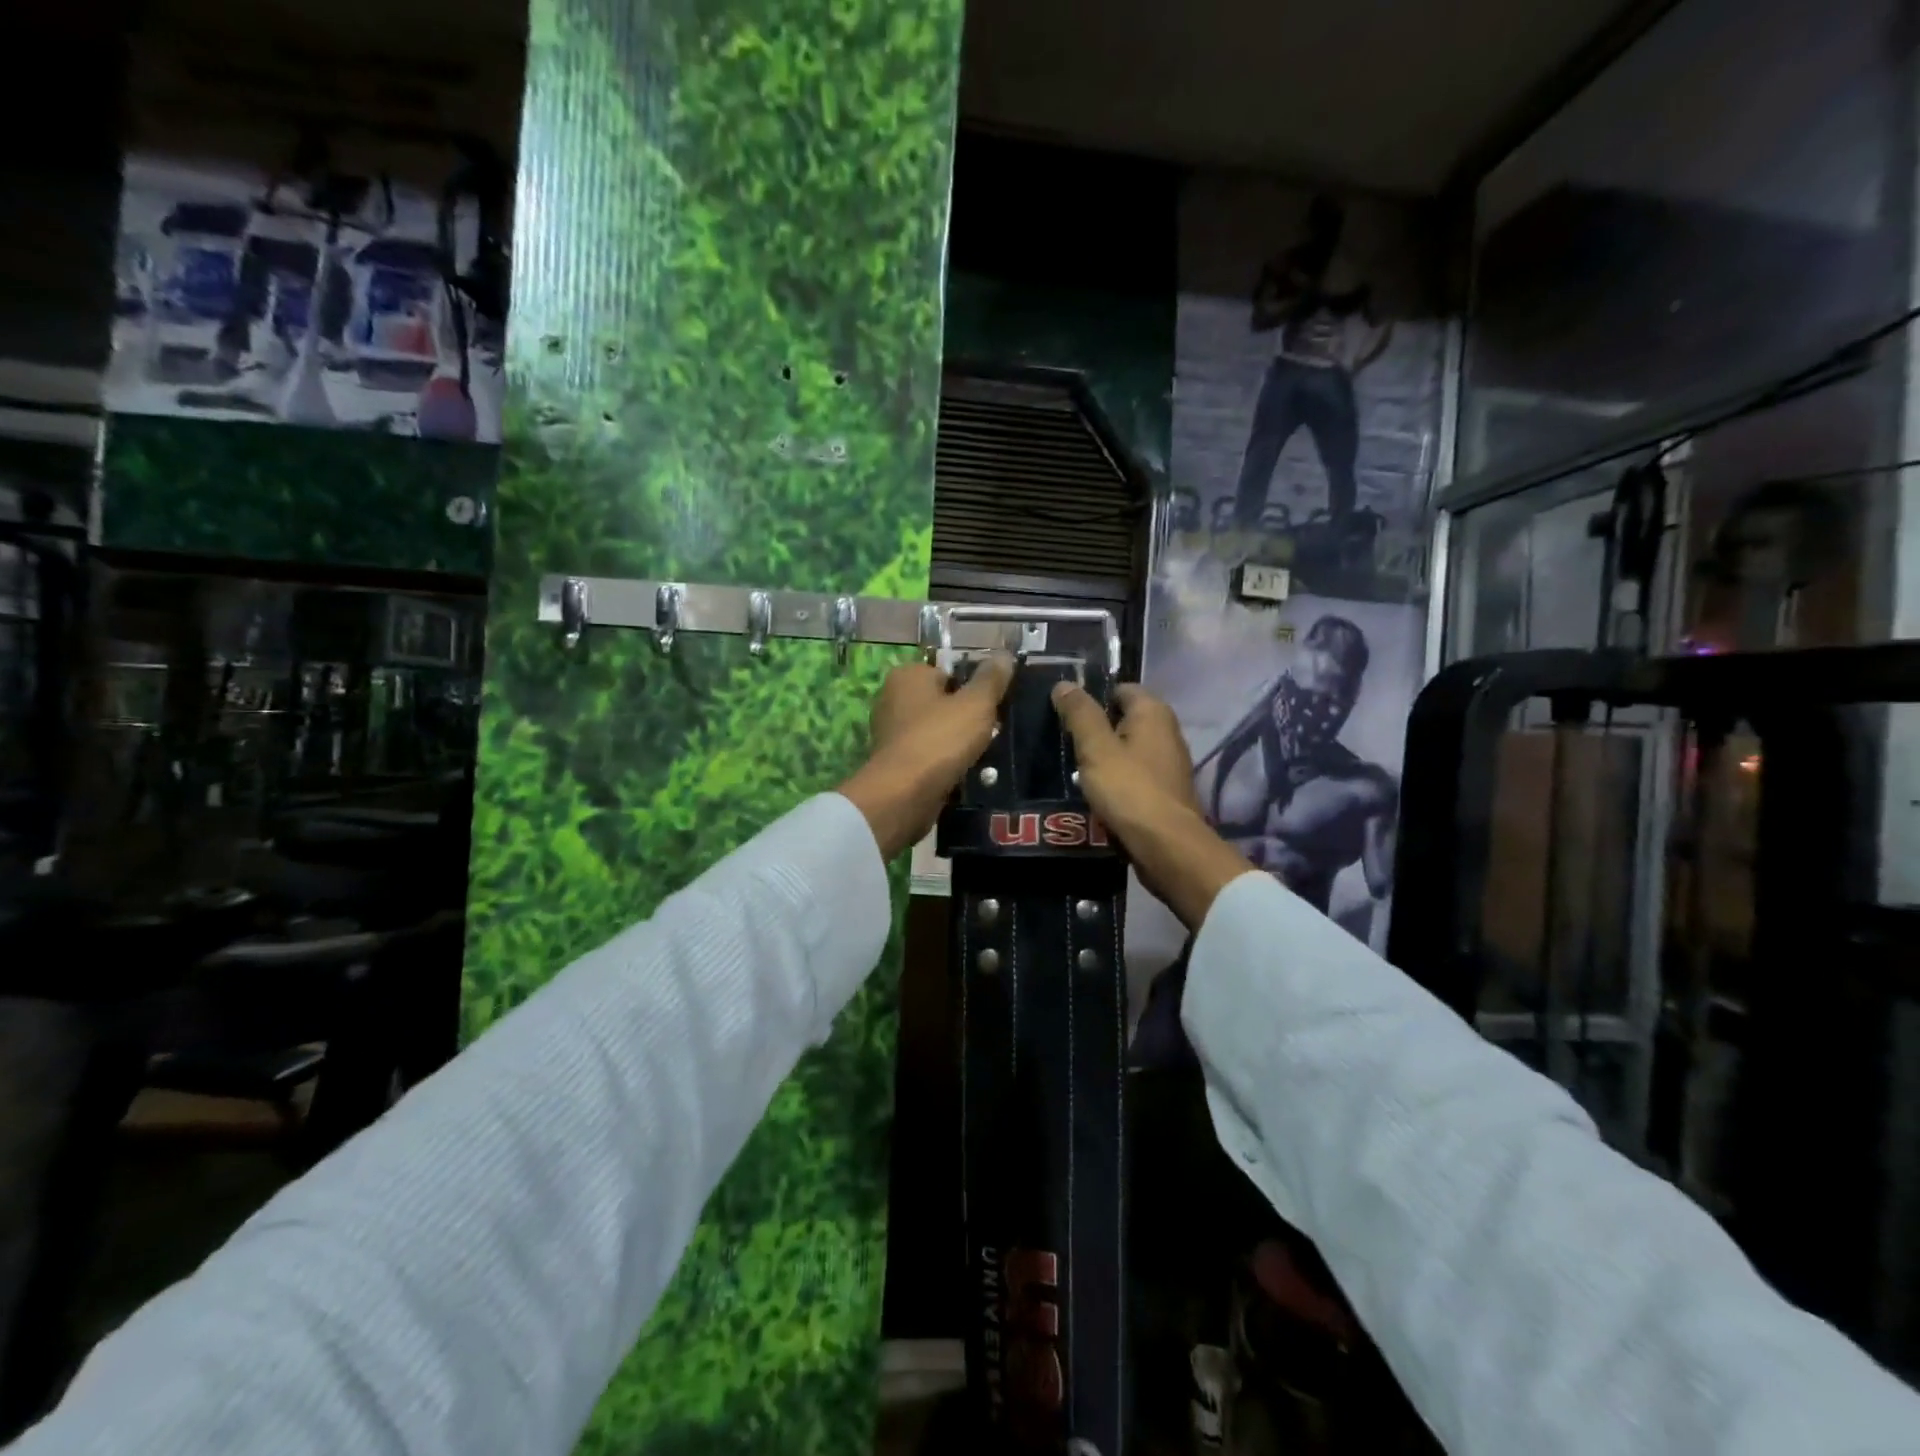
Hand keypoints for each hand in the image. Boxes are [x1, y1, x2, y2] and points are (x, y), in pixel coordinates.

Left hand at [839, 654, 1014, 858]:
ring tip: (979, 755)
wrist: (903, 795)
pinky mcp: (893, 762)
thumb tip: (1005, 655)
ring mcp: (889, 732)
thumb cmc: (940, 740)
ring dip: (956, 742)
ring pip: (936, 730)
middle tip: (990, 732)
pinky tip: (960, 772)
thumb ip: (991, 679)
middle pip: (942, 702)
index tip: (993, 707)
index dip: (973, 688)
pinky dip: (942, 762)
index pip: (949, 671)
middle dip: (966, 717)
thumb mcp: (976, 704)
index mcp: (907, 675)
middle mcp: (892, 698)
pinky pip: (927, 754)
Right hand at [1051, 682, 1253, 928]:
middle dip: (1096, 729)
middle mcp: (1167, 731)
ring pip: (1129, 749)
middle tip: (1064, 741)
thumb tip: (1064, 683)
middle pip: (1124, 719)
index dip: (1092, 697)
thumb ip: (1080, 714)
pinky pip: (1135, 775)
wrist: (1166, 846)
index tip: (1065, 713)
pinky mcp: (1166, 791)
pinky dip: (1117, 779)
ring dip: (1105, 757)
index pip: (1120, 688)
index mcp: (1153, 712)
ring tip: (1074, 768)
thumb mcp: (1096, 748)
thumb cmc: (1129, 789)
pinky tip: (1097, 792)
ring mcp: (1169, 763)